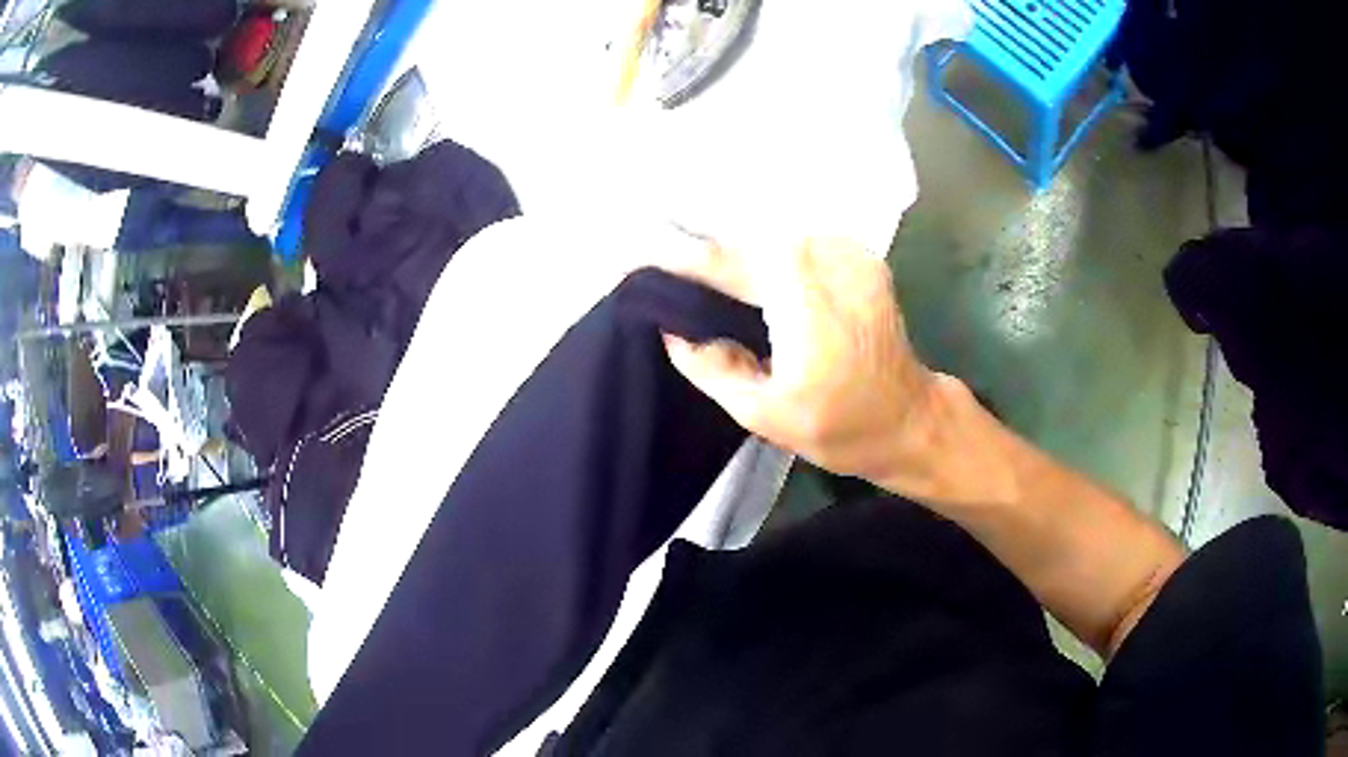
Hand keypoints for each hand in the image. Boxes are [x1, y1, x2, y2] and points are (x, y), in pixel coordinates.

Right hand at [660, 236, 938, 485]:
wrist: (912, 419)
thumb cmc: (842, 427)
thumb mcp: (764, 415)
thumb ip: (711, 368)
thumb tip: (673, 331)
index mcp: (803, 301)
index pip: (723, 264)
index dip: (674, 260)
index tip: (630, 258)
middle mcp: (827, 259)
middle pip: (746, 244)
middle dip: (704, 257)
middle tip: (667, 276)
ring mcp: (849, 252)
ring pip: (773, 240)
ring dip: (738, 256)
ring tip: (706, 280)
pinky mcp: (861, 256)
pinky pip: (800, 245)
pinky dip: (771, 256)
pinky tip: (756, 279)